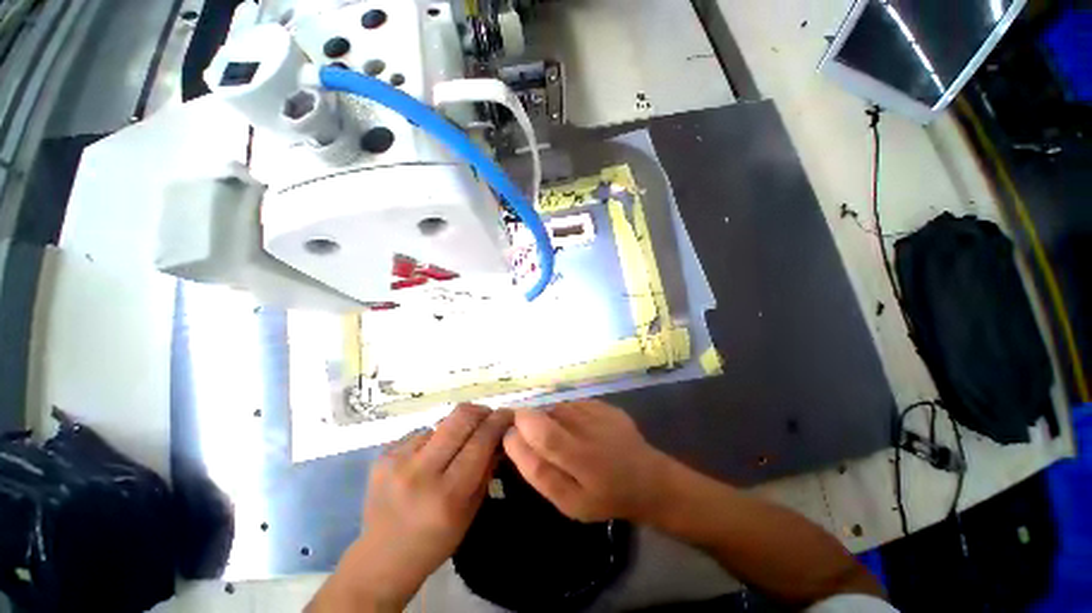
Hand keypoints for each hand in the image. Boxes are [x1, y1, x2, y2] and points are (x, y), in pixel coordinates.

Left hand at [344, 404, 511, 607]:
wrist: (380, 559)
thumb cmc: (434, 541)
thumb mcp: (471, 511)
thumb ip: (488, 469)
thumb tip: (501, 434)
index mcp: (448, 494)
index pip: (481, 440)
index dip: (499, 421)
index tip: (509, 414)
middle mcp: (420, 472)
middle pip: (460, 417)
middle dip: (481, 411)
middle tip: (488, 417)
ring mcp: (397, 460)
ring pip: (441, 423)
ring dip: (455, 429)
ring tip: (452, 448)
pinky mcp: (383, 455)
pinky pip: (420, 434)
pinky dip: (433, 440)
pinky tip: (427, 460)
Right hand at [503, 400, 669, 521]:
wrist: (648, 480)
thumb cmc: (606, 497)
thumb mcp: (569, 502)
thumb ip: (539, 472)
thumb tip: (512, 439)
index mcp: (578, 456)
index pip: (538, 429)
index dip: (519, 426)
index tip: (511, 434)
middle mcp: (587, 426)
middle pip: (544, 413)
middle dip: (533, 424)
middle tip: (543, 445)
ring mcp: (598, 411)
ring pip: (557, 407)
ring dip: (551, 420)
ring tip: (565, 440)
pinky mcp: (604, 404)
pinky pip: (573, 404)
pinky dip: (568, 416)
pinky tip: (581, 431)